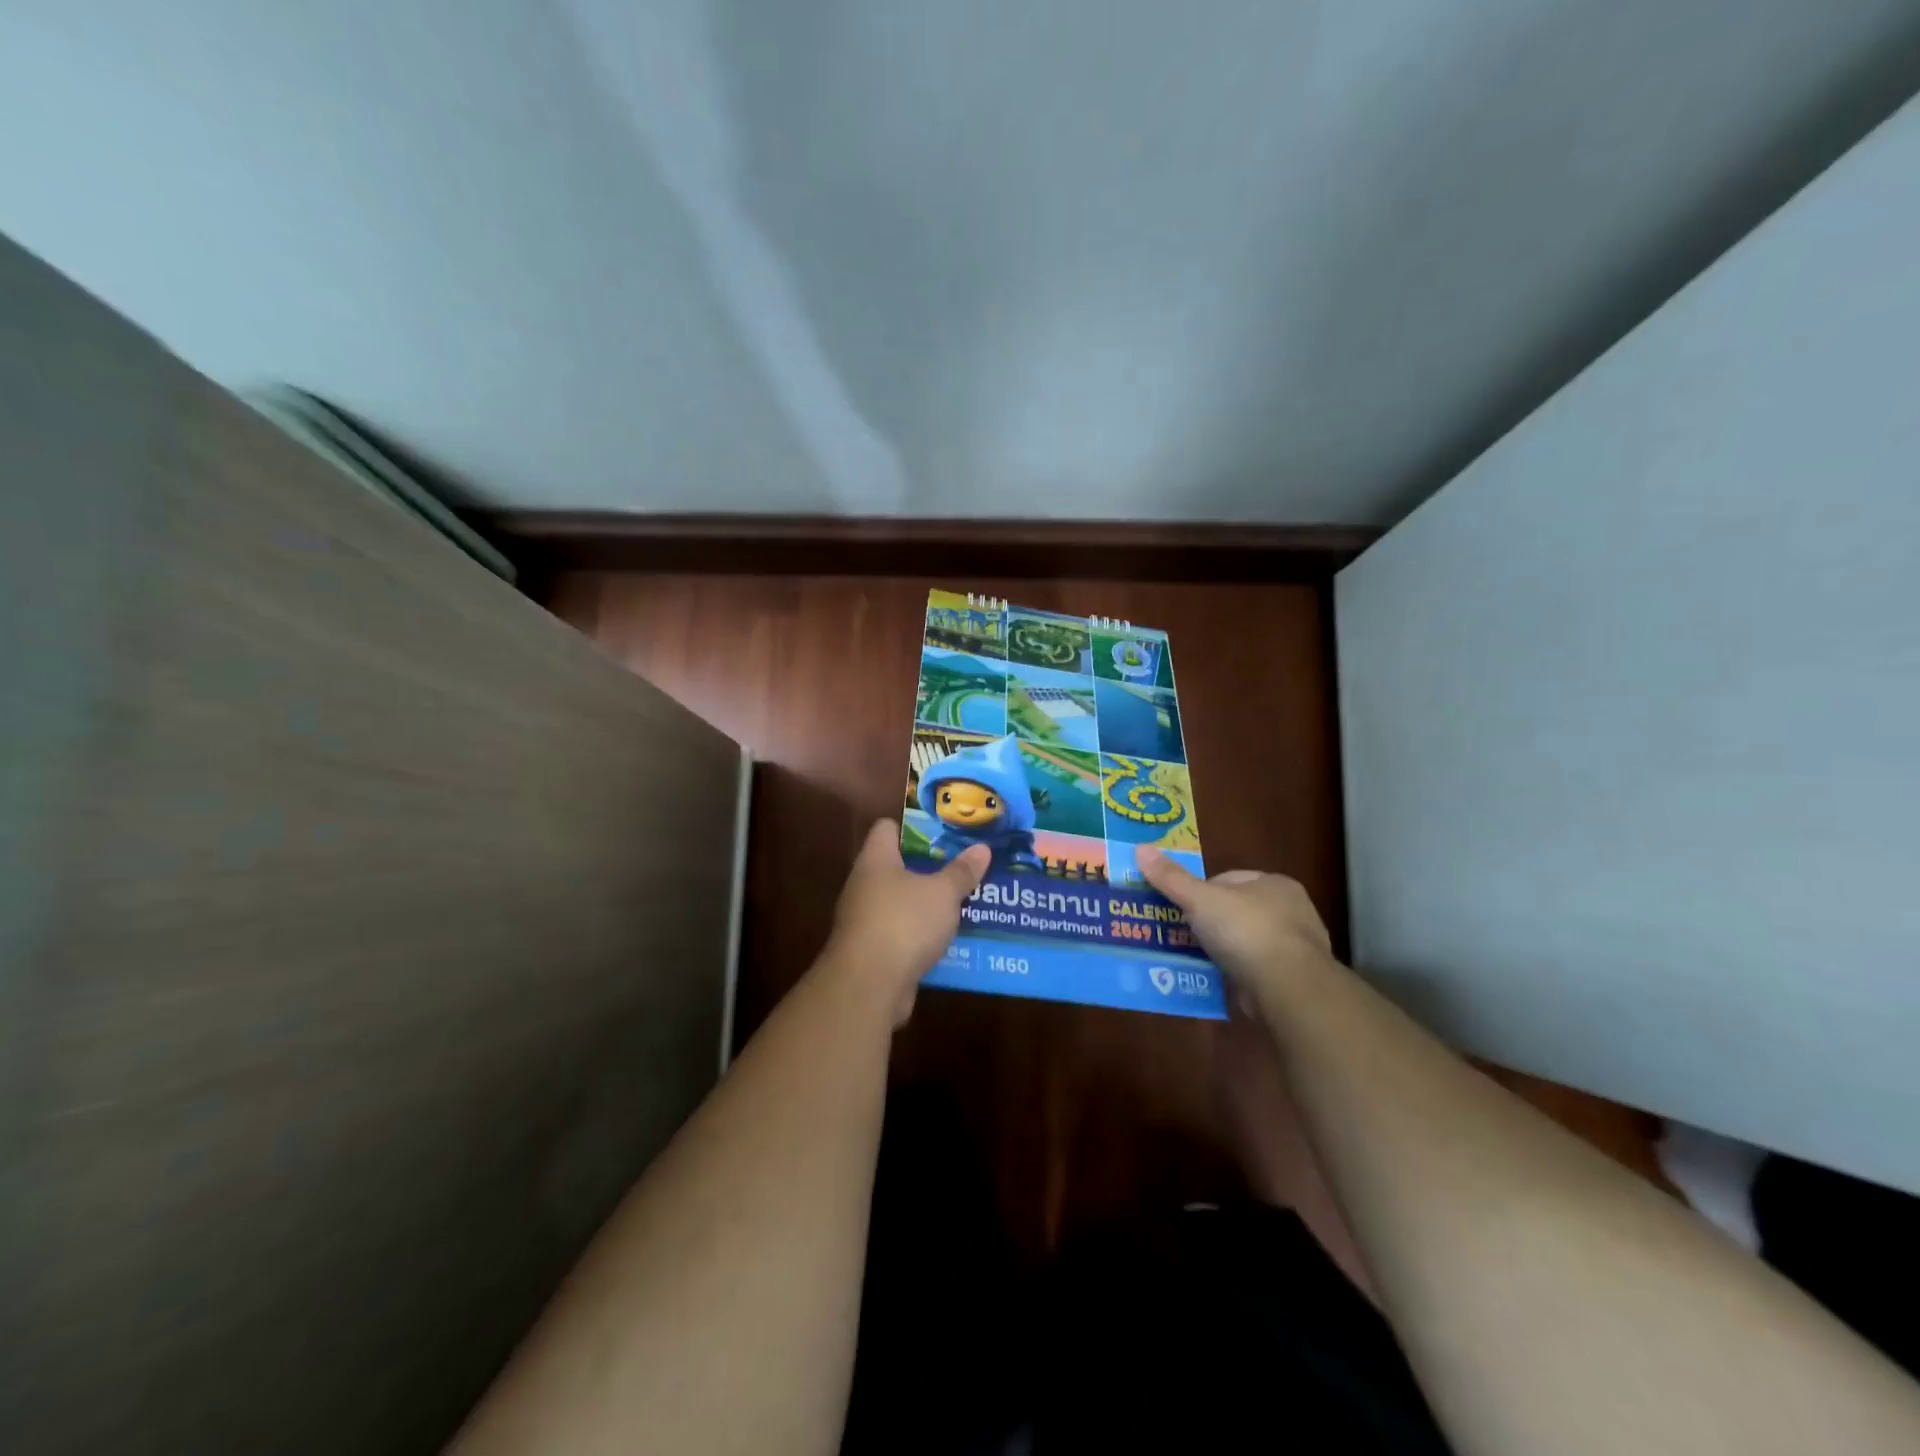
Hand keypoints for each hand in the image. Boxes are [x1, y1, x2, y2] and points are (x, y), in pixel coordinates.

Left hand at [822, 820, 989, 1023]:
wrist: (868, 986)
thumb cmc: (903, 923)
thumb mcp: (942, 894)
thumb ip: (962, 871)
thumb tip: (982, 847)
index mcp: (876, 860)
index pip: (887, 828)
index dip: (913, 826)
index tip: (944, 829)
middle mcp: (864, 885)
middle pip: (897, 866)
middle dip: (929, 867)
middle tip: (963, 865)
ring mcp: (865, 920)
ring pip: (901, 903)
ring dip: (927, 904)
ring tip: (963, 900)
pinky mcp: (872, 952)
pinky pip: (902, 934)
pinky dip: (922, 935)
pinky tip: (949, 939)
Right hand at [1136, 848, 1334, 994]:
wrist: (1287, 987)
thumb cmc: (1245, 931)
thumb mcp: (1200, 899)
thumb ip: (1171, 877)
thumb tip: (1141, 848)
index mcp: (1276, 883)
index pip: (1229, 879)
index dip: (1202, 891)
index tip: (1182, 908)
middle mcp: (1293, 910)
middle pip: (1239, 909)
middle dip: (1213, 921)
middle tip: (1185, 933)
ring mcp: (1298, 946)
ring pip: (1249, 940)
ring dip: (1226, 948)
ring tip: (1198, 958)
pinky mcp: (1295, 978)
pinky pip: (1258, 968)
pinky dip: (1240, 972)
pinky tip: (1221, 979)